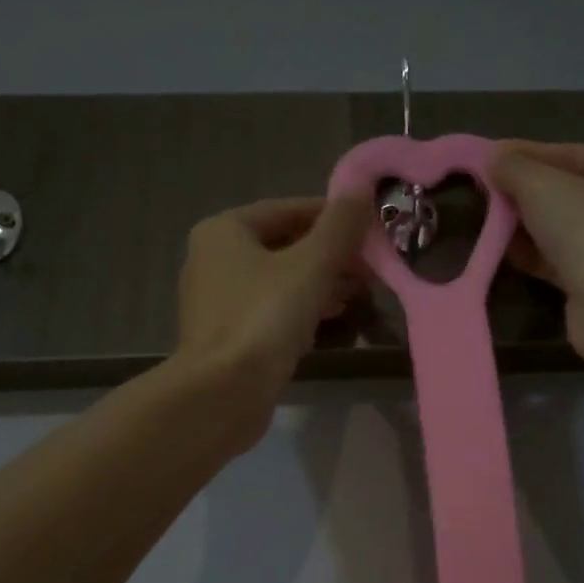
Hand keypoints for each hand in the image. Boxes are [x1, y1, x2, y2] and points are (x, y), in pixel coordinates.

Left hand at [175, 193, 371, 434]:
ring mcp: (218, 302)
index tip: (369, 228)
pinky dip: (301, 310)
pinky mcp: (228, 338)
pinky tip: (331, 320)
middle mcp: (214, 260)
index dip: (331, 216)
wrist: (223, 393)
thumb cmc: (264, 318)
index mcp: (224, 231)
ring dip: (320, 284)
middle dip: (329, 255)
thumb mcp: (310, 265)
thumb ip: (339, 227)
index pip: (286, 209)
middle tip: (369, 267)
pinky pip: (271, 312)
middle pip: (283, 246)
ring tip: (360, 293)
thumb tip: (361, 189)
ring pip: (279, 282)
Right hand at [490, 141, 583, 361]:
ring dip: (525, 226)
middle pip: (566, 192)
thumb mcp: (540, 184)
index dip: (527, 155)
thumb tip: (493, 157)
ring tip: (488, 221)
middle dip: (525, 194)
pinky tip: (504, 251)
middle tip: (486, 192)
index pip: (570, 153)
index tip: (490, 159)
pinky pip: (557, 260)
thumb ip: (514, 167)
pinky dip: (532, 255)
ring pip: (560, 228)